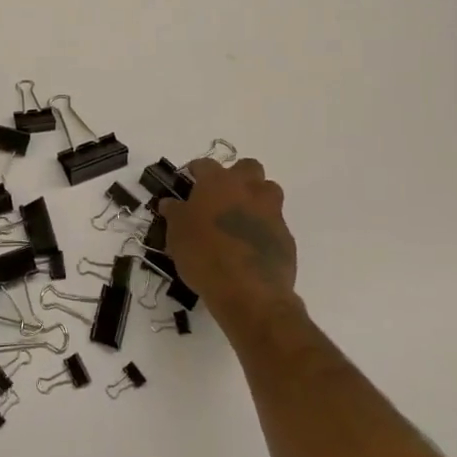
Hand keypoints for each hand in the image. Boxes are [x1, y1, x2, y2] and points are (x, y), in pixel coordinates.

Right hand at [158, 158, 306, 345]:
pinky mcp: (285, 236)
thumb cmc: (203, 255)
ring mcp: (271, 212)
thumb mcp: (176, 234)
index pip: (206, 164)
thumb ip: (174, 213)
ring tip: (239, 218)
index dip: (196, 171)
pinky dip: (263, 227)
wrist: (248, 292)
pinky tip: (249, 246)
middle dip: (236, 176)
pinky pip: (274, 222)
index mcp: (218, 183)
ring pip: (268, 191)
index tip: (190, 180)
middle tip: (220, 195)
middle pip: (248, 167)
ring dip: (256, 197)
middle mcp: (248, 190)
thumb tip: (170, 203)